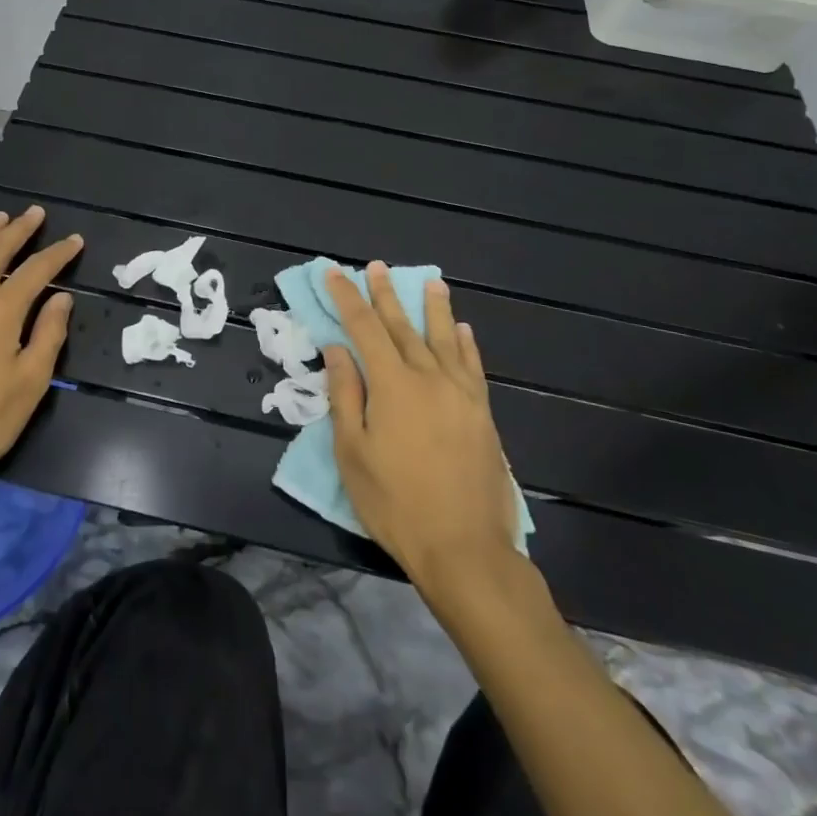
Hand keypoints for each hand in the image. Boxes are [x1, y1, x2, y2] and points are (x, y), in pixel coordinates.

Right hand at [324, 263, 521, 588]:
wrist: (464, 548)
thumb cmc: (395, 503)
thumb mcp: (352, 452)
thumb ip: (345, 395)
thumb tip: (338, 349)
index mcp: (392, 385)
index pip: (364, 328)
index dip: (347, 298)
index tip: (334, 273)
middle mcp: (428, 378)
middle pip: (402, 326)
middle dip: (385, 295)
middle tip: (376, 267)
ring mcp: (460, 394)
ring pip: (443, 339)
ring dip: (433, 308)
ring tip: (430, 282)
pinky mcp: (482, 414)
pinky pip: (473, 367)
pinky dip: (465, 344)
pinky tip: (462, 330)